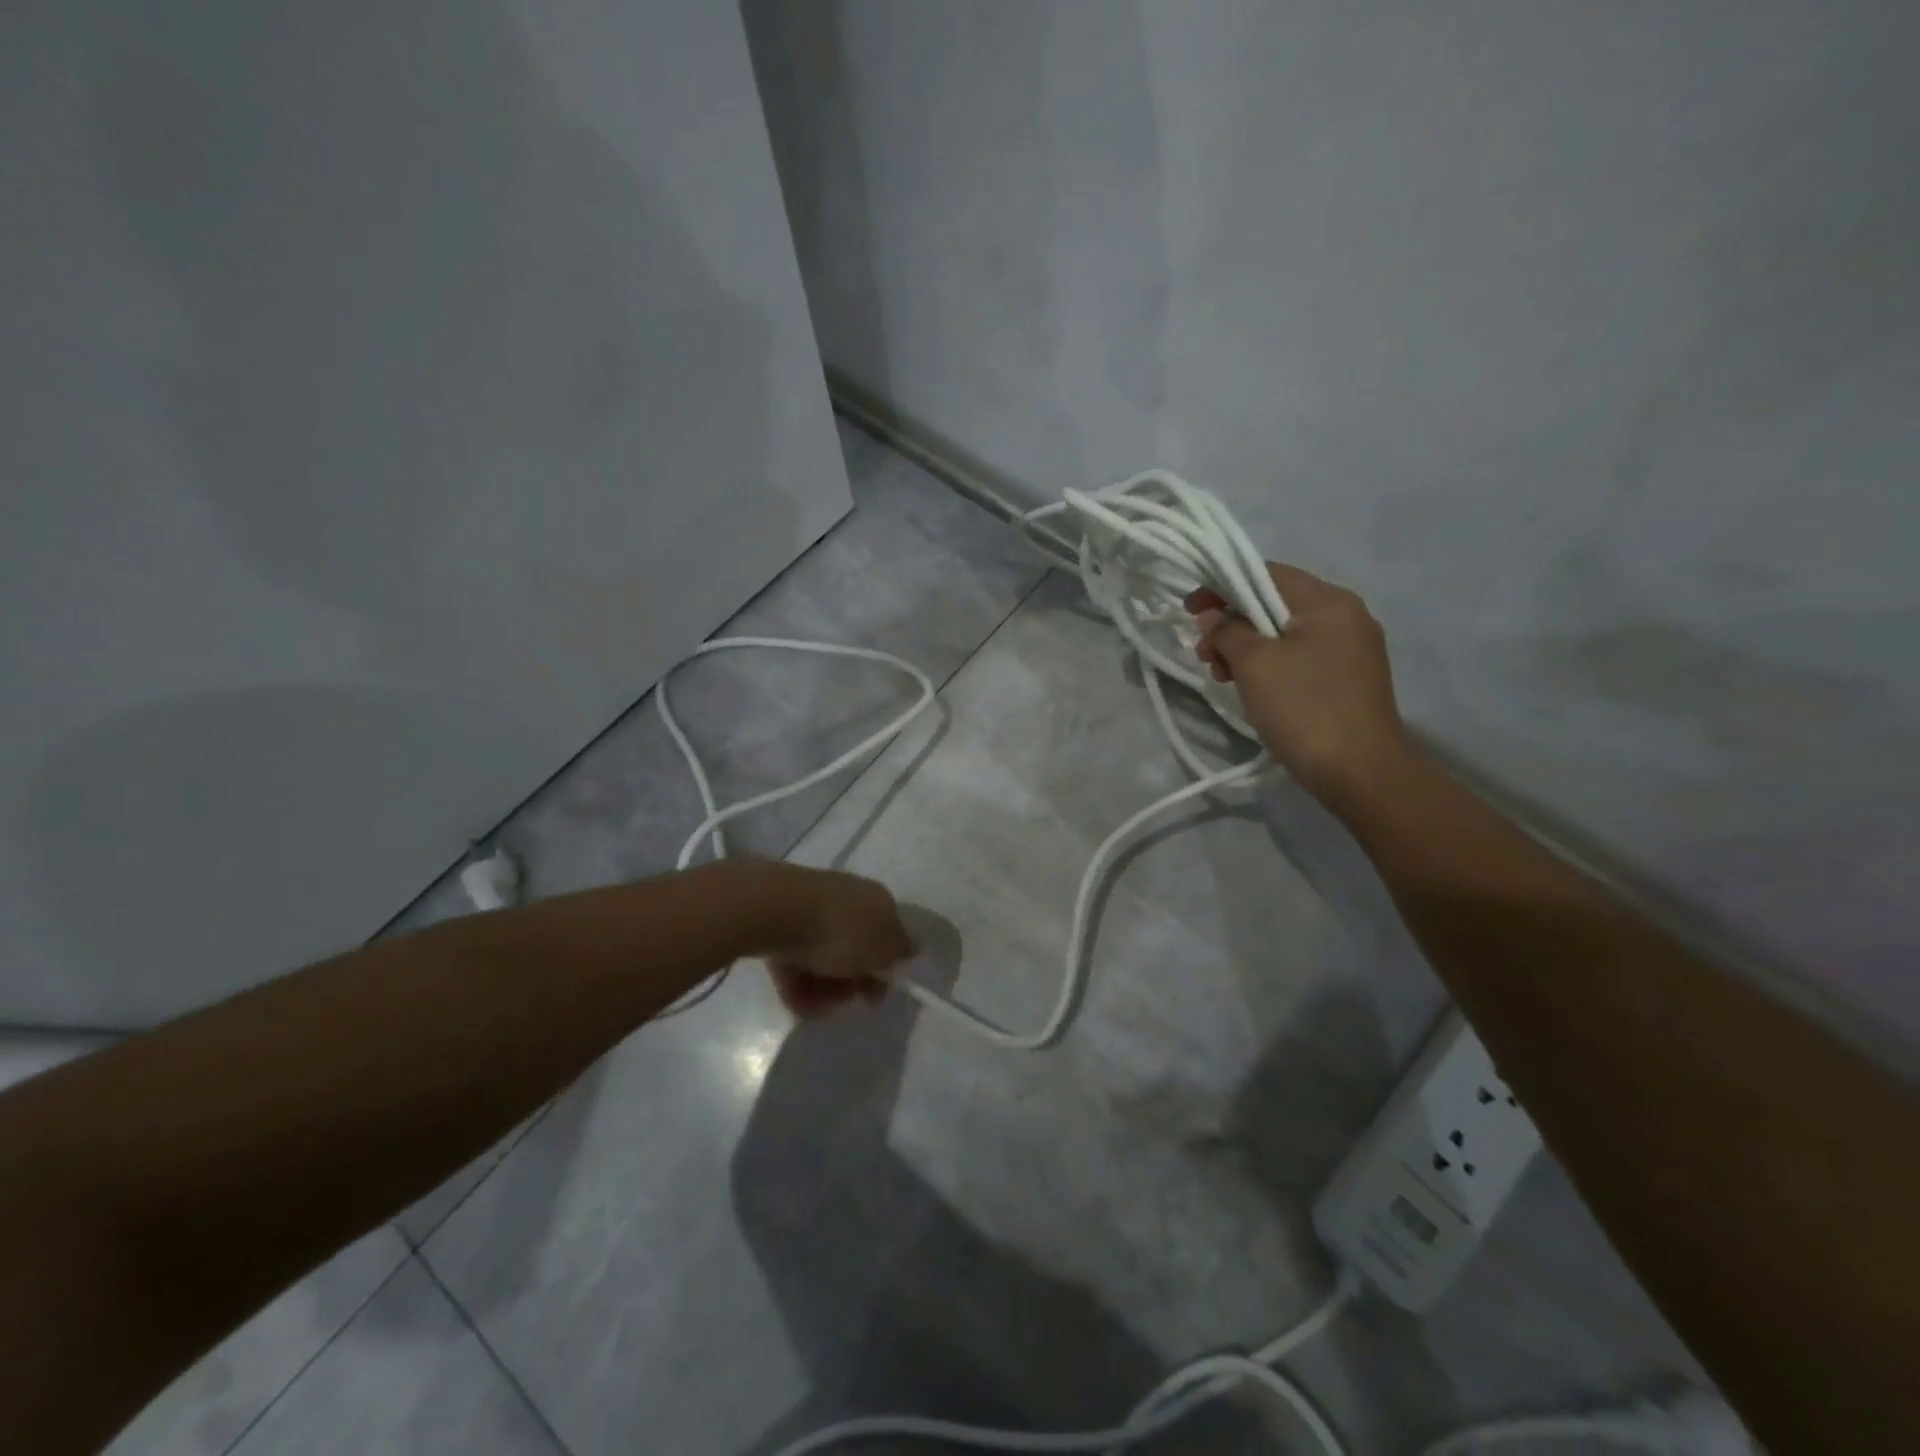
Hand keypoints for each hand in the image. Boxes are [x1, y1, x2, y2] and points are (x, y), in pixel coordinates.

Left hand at [761, 865, 915, 1018]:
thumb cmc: (839, 932)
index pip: (891, 936)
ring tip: (812, 1007)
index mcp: (878, 901)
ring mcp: (814, 910)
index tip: (874, 997)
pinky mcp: (783, 923)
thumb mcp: (882, 948)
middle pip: (856, 951)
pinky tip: (794, 1001)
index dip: (885, 970)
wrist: (776, 911)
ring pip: (825, 958)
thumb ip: (899, 951)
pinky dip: (798, 982)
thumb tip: (911, 948)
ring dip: (823, 989)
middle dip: (850, 984)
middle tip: (841, 1002)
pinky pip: (797, 958)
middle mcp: (849, 900)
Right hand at [1186, 562, 1408, 800]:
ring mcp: (1352, 648)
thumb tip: (1213, 616)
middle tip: (1203, 655)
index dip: (1222, 586)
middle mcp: (1346, 615)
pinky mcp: (1349, 678)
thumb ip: (1227, 630)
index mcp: (1328, 601)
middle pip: (1274, 604)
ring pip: (1285, 634)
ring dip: (1246, 649)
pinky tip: (1252, 689)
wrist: (1360, 772)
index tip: (1190, 611)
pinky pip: (1300, 657)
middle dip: (1232, 624)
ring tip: (1222, 677)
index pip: (1266, 574)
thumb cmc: (1303, 708)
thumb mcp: (1254, 663)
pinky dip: (1270, 665)